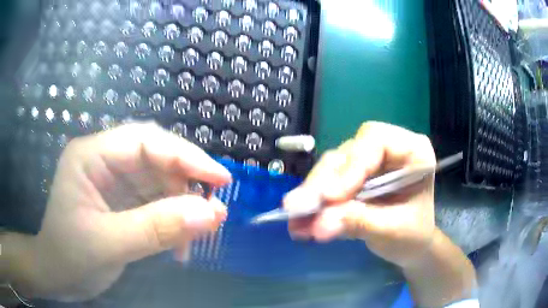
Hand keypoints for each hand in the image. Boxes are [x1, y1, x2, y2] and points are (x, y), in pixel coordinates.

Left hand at [15, 122, 231, 301]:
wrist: (58, 275)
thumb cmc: (71, 257)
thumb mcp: (109, 244)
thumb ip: (157, 228)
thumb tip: (211, 214)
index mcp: (90, 156)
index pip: (144, 140)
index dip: (184, 156)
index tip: (220, 179)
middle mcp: (103, 159)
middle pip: (154, 155)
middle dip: (186, 179)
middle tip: (214, 206)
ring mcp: (113, 180)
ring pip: (158, 179)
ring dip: (182, 204)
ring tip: (200, 230)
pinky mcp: (121, 200)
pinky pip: (155, 200)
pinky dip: (173, 219)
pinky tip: (180, 242)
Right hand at [284, 122, 436, 267]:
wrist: (410, 246)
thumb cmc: (413, 236)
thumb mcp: (392, 230)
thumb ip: (359, 222)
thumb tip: (319, 223)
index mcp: (412, 151)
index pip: (376, 140)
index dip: (351, 165)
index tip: (331, 196)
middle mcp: (387, 149)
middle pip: (348, 153)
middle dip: (323, 182)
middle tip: (298, 207)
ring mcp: (367, 163)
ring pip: (332, 167)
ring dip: (312, 194)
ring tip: (296, 220)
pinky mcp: (352, 178)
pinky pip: (327, 184)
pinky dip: (313, 204)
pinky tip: (300, 222)